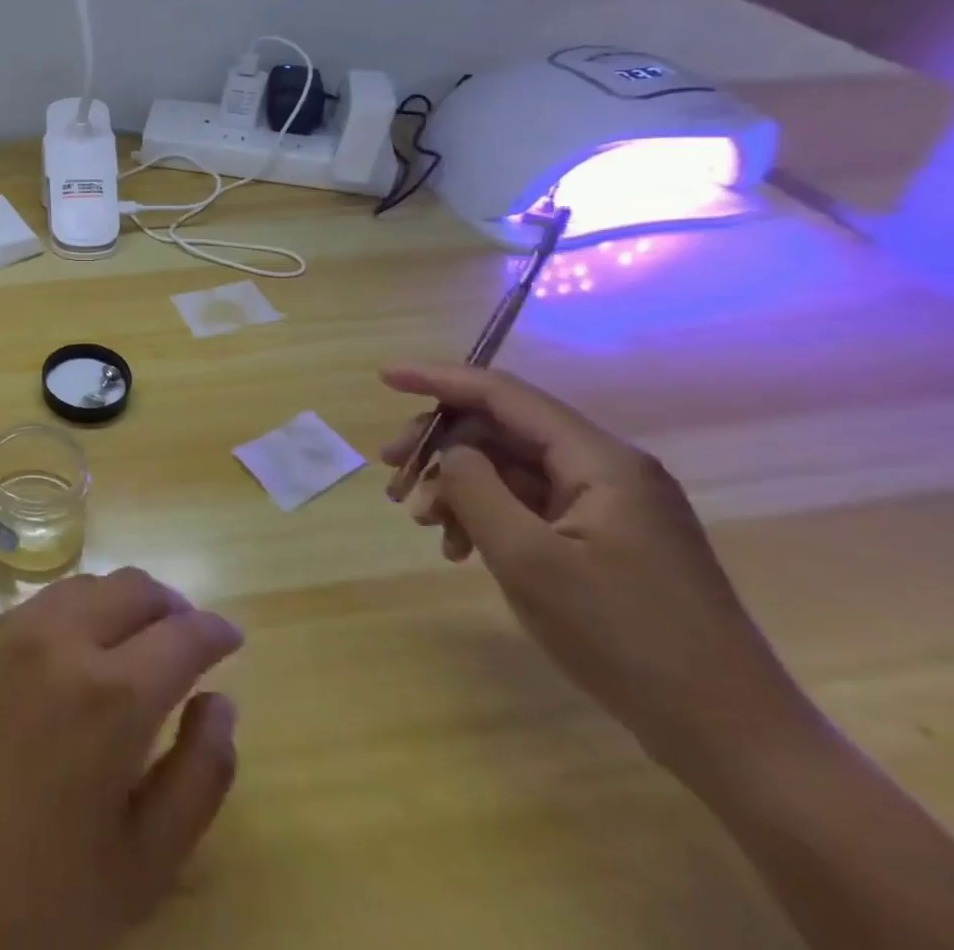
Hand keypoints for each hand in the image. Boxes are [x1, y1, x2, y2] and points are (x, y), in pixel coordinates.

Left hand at [0, 568, 242, 949]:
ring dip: (119, 602)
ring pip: (81, 586)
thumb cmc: (34, 901)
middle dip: (170, 604)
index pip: (183, 633)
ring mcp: (3, 631)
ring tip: (131, 639)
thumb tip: (220, 703)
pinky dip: (68, 618)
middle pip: (132, 587)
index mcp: (111, 695)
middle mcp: (59, 640)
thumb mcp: (142, 865)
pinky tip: (64, 662)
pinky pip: (32, 610)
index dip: (215, 631)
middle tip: (185, 634)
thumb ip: (200, 776)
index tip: (230, 639)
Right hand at [377, 362, 811, 769]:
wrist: (732, 739)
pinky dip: (488, 516)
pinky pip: (531, 504)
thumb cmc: (625, 641)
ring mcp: (611, 505)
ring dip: (459, 487)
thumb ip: (476, 488)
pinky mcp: (608, 538)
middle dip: (440, 447)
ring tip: (426, 524)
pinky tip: (461, 549)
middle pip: (502, 430)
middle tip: (393, 478)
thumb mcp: (528, 560)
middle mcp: (608, 468)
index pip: (503, 395)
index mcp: (600, 460)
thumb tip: (449, 451)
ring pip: (511, 469)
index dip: (438, 379)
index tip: (384, 377)